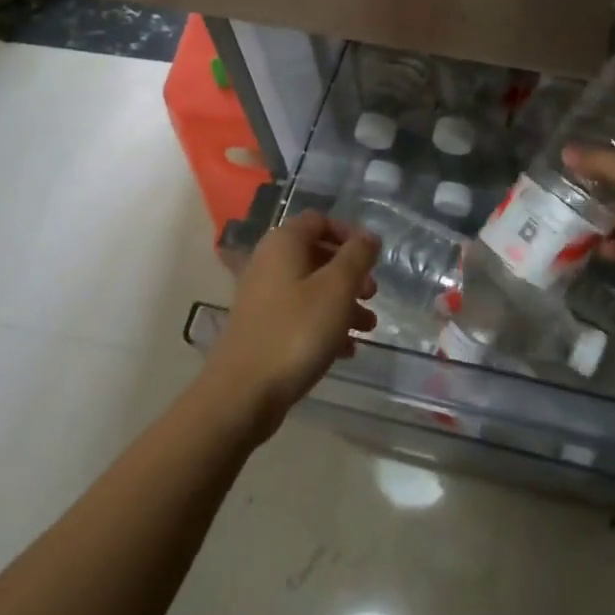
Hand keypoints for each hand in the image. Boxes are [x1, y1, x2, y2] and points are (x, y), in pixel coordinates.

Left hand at [202, 211, 378, 439]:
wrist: (242, 394)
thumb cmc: (296, 331)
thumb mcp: (337, 288)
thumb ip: (357, 256)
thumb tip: (368, 236)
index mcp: (284, 243)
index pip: (320, 220)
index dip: (349, 233)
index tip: (372, 258)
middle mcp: (269, 263)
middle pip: (317, 255)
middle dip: (350, 273)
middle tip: (372, 294)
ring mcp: (262, 297)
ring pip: (311, 288)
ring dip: (342, 302)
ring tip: (368, 327)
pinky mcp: (262, 329)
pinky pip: (300, 315)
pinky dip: (324, 325)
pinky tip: (346, 350)